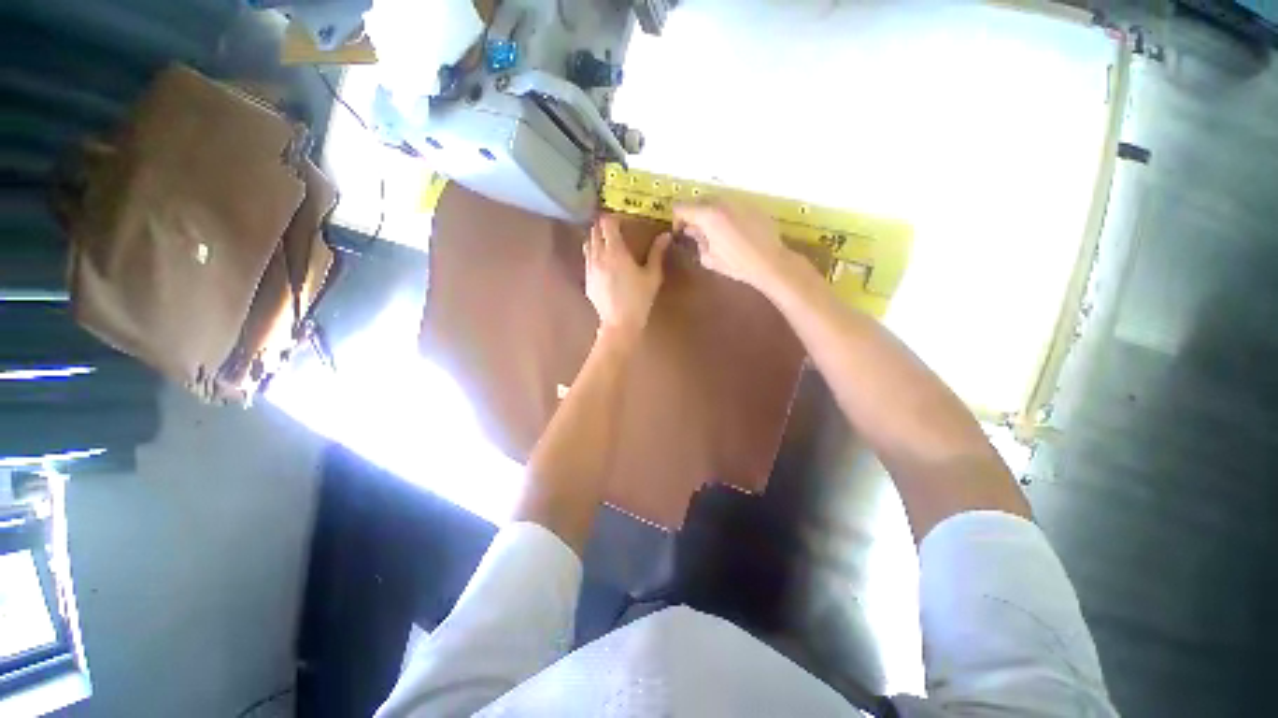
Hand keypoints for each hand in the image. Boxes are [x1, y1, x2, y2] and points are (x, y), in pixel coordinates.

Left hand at [585, 214, 671, 346]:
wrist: (619, 323)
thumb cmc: (639, 299)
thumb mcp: (652, 276)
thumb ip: (657, 253)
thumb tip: (666, 235)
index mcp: (615, 251)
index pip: (606, 223)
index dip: (613, 218)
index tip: (623, 220)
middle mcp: (598, 255)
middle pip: (594, 230)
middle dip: (604, 226)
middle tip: (617, 230)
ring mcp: (589, 268)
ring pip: (587, 244)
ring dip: (596, 239)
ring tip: (608, 244)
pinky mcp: (587, 280)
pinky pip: (587, 259)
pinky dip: (593, 254)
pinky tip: (604, 264)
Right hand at [673, 198, 798, 292]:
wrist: (769, 261)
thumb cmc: (736, 264)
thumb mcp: (709, 258)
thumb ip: (697, 242)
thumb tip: (694, 233)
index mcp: (708, 215)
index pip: (681, 207)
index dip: (677, 219)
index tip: (681, 232)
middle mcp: (722, 201)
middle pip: (698, 200)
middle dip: (694, 213)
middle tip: (697, 231)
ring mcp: (738, 200)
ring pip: (716, 200)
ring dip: (710, 212)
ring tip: (715, 231)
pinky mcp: (752, 204)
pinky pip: (732, 204)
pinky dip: (727, 213)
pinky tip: (734, 230)